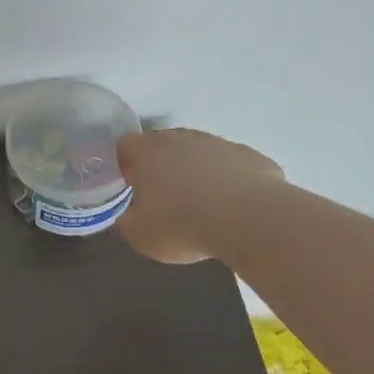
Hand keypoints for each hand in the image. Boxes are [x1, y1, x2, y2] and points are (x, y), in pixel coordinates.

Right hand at [116, 128, 283, 263]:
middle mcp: (180, 138)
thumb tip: (130, 212)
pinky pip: (231, 166)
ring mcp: (217, 143)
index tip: (130, 189)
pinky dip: (228, 181)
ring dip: (196, 172)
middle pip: (162, 146)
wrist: (248, 220)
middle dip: (161, 167)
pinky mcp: (249, 155)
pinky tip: (234, 206)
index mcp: (146, 151)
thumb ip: (128, 218)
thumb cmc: (183, 225)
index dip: (124, 166)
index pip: (124, 147)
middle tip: (164, 199)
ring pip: (199, 153)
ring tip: (202, 205)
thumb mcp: (140, 235)